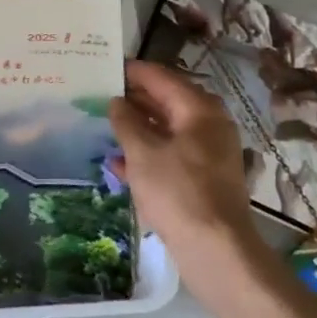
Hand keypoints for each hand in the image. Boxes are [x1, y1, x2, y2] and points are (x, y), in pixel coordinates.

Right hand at [109, 61, 265, 282]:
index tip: (104, 67)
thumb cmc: (177, 192)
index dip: (132, 72)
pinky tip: (118, 165)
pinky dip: (147, 155)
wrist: (216, 250)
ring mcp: (208, 153)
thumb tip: (116, 102)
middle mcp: (208, 124)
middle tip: (99, 96)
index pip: (160, 77)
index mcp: (198, 109)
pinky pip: (171, 155)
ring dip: (137, 128)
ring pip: (167, 130)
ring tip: (104, 126)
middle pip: (166, 102)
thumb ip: (126, 122)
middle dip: (133, 100)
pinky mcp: (203, 178)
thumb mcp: (142, 153)